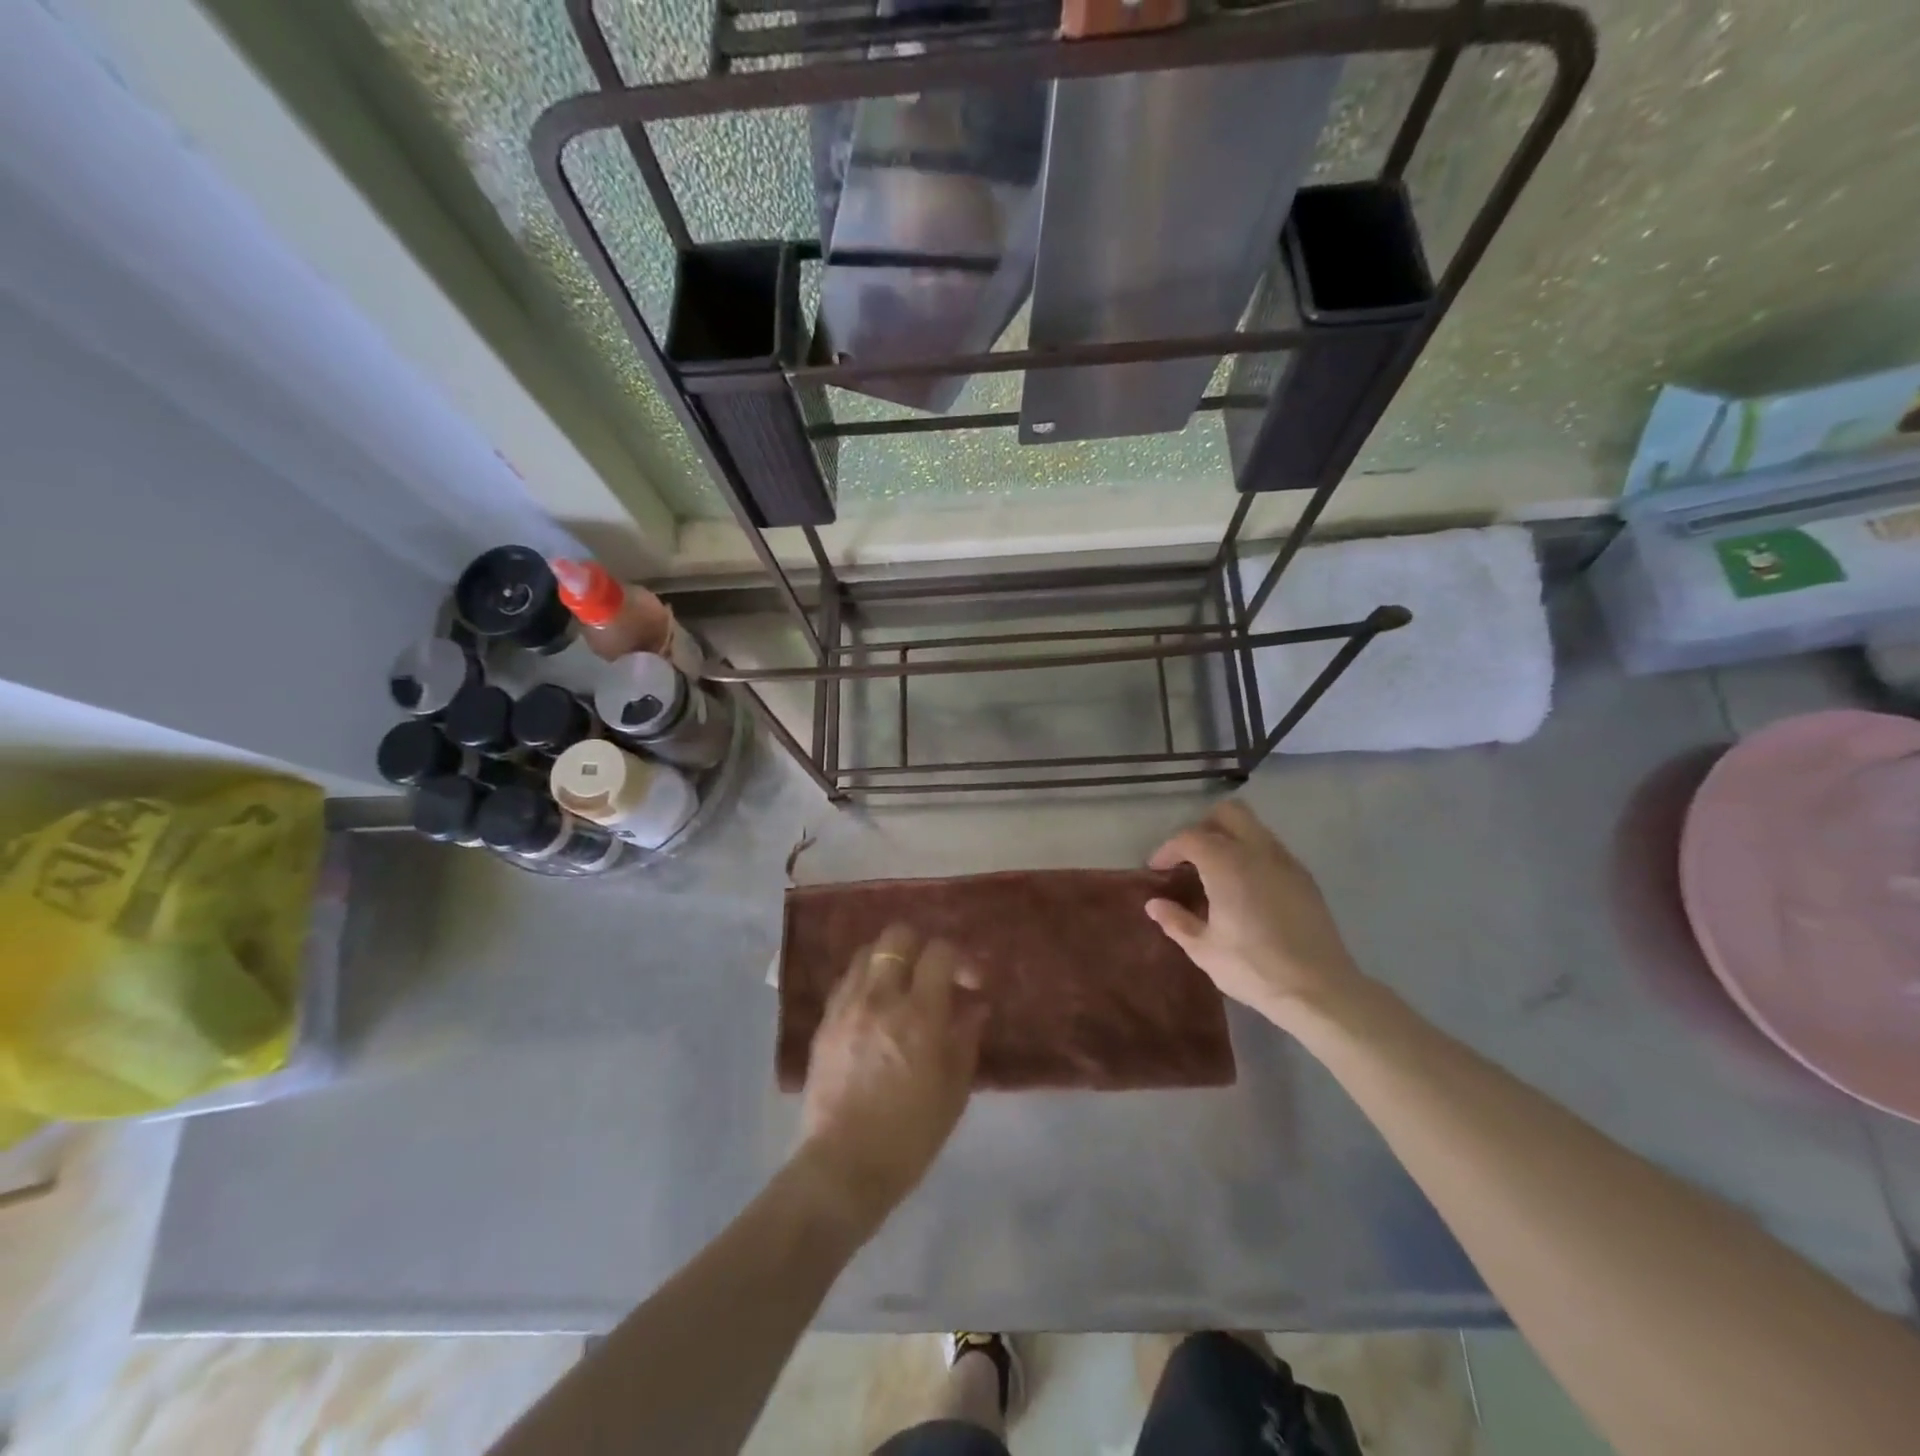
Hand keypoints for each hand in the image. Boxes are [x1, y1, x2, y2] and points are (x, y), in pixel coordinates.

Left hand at [797, 924, 988, 1235]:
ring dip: (890, 960)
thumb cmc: (910, 1135)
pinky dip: (865, 981)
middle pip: (897, 937)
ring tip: (902, 986)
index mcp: (918, 1015)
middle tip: (934, 974)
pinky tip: (875, 1006)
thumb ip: (966, 1038)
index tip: (971, 982)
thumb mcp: (954, 1090)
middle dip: (921, 945)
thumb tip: (976, 1006)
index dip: (961, 958)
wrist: (843, 1167)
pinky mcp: (824, 1023)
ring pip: (866, 952)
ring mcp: (846, 1007)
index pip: (939, 952)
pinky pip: (846, 981)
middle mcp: (879, 998)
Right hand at [1145, 801, 1364, 1024]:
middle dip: (1204, 827)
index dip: (1168, 849)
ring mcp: (1286, 862)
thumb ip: (1175, 920)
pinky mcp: (1305, 878)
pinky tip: (1246, 888)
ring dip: (1230, 838)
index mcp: (1227, 864)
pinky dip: (1253, 855)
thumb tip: (1154, 904)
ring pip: (1254, 827)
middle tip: (1190, 858)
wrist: (1320, 990)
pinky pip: (1272, 849)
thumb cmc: (1253, 968)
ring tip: (1217, 872)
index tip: (1157, 869)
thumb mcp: (1204, 949)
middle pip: (1228, 813)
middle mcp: (1257, 851)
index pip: (1189, 837)